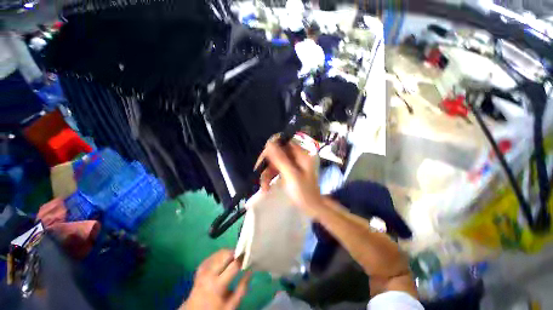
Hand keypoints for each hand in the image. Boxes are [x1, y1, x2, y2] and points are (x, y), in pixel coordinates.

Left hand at [182, 249, 250, 309]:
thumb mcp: (231, 305)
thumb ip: (242, 289)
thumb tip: (250, 271)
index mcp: (218, 285)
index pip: (233, 265)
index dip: (242, 259)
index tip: (248, 256)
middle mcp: (209, 274)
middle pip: (225, 255)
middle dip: (235, 253)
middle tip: (241, 256)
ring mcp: (203, 270)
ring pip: (218, 253)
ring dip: (228, 252)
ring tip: (234, 257)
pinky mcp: (200, 269)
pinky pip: (211, 256)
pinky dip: (219, 255)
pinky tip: (223, 258)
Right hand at [256, 139, 322, 215]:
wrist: (312, 208)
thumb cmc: (304, 193)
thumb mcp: (291, 175)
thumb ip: (280, 159)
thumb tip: (269, 143)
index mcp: (301, 155)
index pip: (283, 142)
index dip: (272, 148)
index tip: (264, 160)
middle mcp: (296, 157)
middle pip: (277, 153)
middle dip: (267, 165)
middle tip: (261, 176)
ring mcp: (292, 164)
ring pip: (274, 162)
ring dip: (267, 174)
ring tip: (264, 187)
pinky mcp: (288, 171)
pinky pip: (276, 169)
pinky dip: (270, 177)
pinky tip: (266, 187)